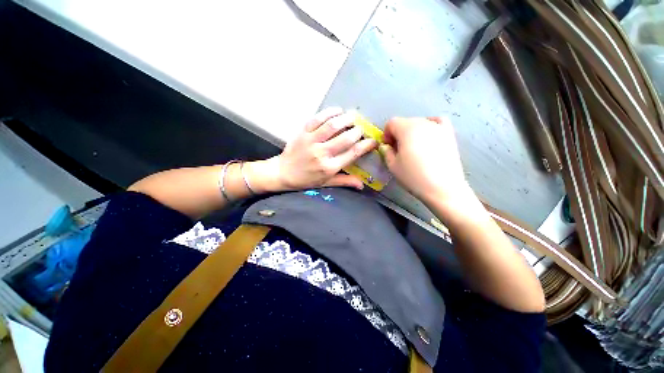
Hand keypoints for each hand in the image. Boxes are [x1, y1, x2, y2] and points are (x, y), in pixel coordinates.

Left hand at [251, 108, 376, 191]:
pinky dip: (329, 112)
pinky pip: (317, 119)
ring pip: (332, 126)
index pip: (353, 154)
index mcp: (329, 167)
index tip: (373, 141)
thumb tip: (362, 185)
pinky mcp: (302, 132)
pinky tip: (337, 111)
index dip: (366, 145)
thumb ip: (344, 181)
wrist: (283, 173)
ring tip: (352, 117)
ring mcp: (311, 141)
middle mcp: (322, 153)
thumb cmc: (306, 180)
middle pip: (345, 138)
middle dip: (357, 131)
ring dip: (346, 119)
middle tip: (361, 129)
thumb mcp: (326, 183)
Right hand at [381, 117, 471, 203]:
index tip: (387, 147)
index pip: (392, 123)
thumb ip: (386, 152)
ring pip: (420, 123)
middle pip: (405, 122)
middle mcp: (422, 123)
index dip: (386, 134)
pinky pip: (438, 122)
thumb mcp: (393, 166)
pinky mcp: (449, 134)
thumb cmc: (413, 177)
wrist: (442, 188)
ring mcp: (438, 127)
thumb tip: (386, 146)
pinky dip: (430, 125)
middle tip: (398, 150)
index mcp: (406, 129)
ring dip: (412, 132)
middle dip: (398, 134)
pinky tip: (429, 136)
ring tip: (414, 148)